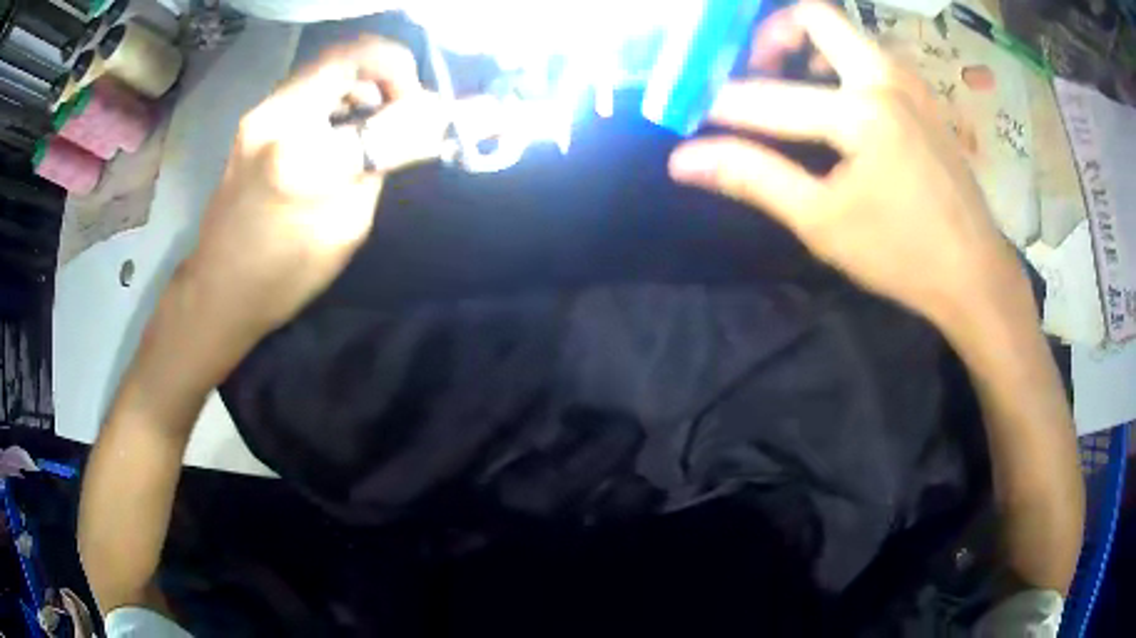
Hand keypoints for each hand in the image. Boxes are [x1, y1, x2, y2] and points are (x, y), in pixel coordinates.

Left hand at [185, 36, 447, 339]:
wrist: (219, 288)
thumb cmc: (286, 274)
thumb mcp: (348, 225)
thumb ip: (385, 161)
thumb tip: (428, 119)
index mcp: (304, 156)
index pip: (380, 103)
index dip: (416, 100)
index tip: (429, 117)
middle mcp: (276, 117)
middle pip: (348, 54)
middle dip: (390, 68)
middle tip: (403, 104)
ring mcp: (259, 113)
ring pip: (326, 63)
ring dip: (363, 77)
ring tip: (374, 117)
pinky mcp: (253, 118)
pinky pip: (308, 83)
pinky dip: (337, 90)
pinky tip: (341, 125)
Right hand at [669, 2, 1024, 329]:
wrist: (975, 274)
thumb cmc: (901, 255)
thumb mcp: (822, 222)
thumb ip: (753, 178)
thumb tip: (684, 161)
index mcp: (860, 113)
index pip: (767, 96)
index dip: (719, 104)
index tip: (691, 112)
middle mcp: (885, 78)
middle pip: (814, 15)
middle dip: (772, 36)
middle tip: (755, 72)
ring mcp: (910, 82)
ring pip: (847, 31)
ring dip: (810, 46)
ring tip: (794, 87)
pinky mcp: (923, 96)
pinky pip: (871, 54)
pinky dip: (841, 63)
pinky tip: (838, 104)